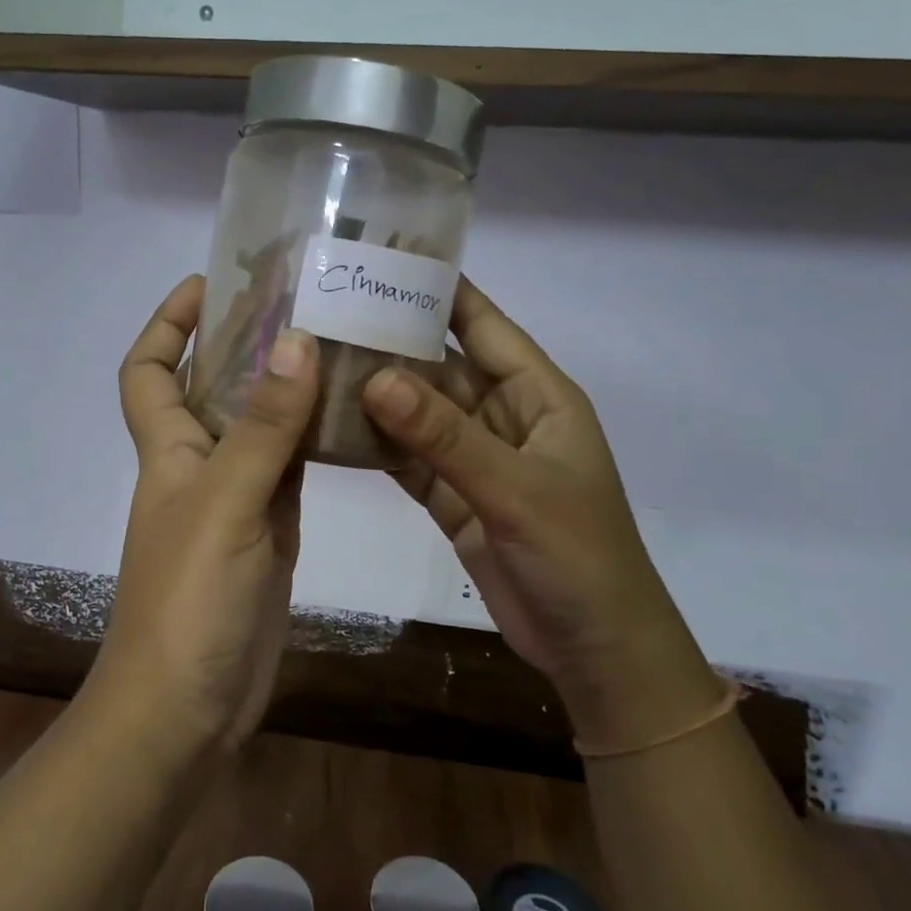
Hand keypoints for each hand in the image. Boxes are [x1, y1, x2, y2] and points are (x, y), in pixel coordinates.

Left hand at [92, 276, 319, 752]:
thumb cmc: (188, 601)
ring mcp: (237, 499)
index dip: (168, 323)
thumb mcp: (225, 505)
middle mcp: (199, 465)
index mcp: (169, 449)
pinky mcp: (270, 531)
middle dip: (245, 342)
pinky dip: (315, 440)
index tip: (211, 283)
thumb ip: (261, 427)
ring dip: (288, 388)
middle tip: (304, 301)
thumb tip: (294, 340)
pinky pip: (292, 469)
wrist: (188, 708)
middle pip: (213, 386)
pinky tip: (353, 416)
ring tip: (341, 342)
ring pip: (261, 426)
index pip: (148, 369)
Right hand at [361, 279, 720, 740]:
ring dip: (376, 396)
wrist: (594, 649)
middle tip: (325, 316)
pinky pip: (409, 460)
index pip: (484, 326)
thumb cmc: (578, 556)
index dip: (441, 291)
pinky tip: (332, 428)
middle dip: (391, 344)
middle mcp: (503, 418)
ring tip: (315, 365)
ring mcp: (475, 460)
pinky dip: (376, 446)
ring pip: (418, 415)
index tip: (385, 260)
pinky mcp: (453, 498)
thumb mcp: (515, 489)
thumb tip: (375, 378)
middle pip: (441, 369)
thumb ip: (445, 436)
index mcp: (538, 397)